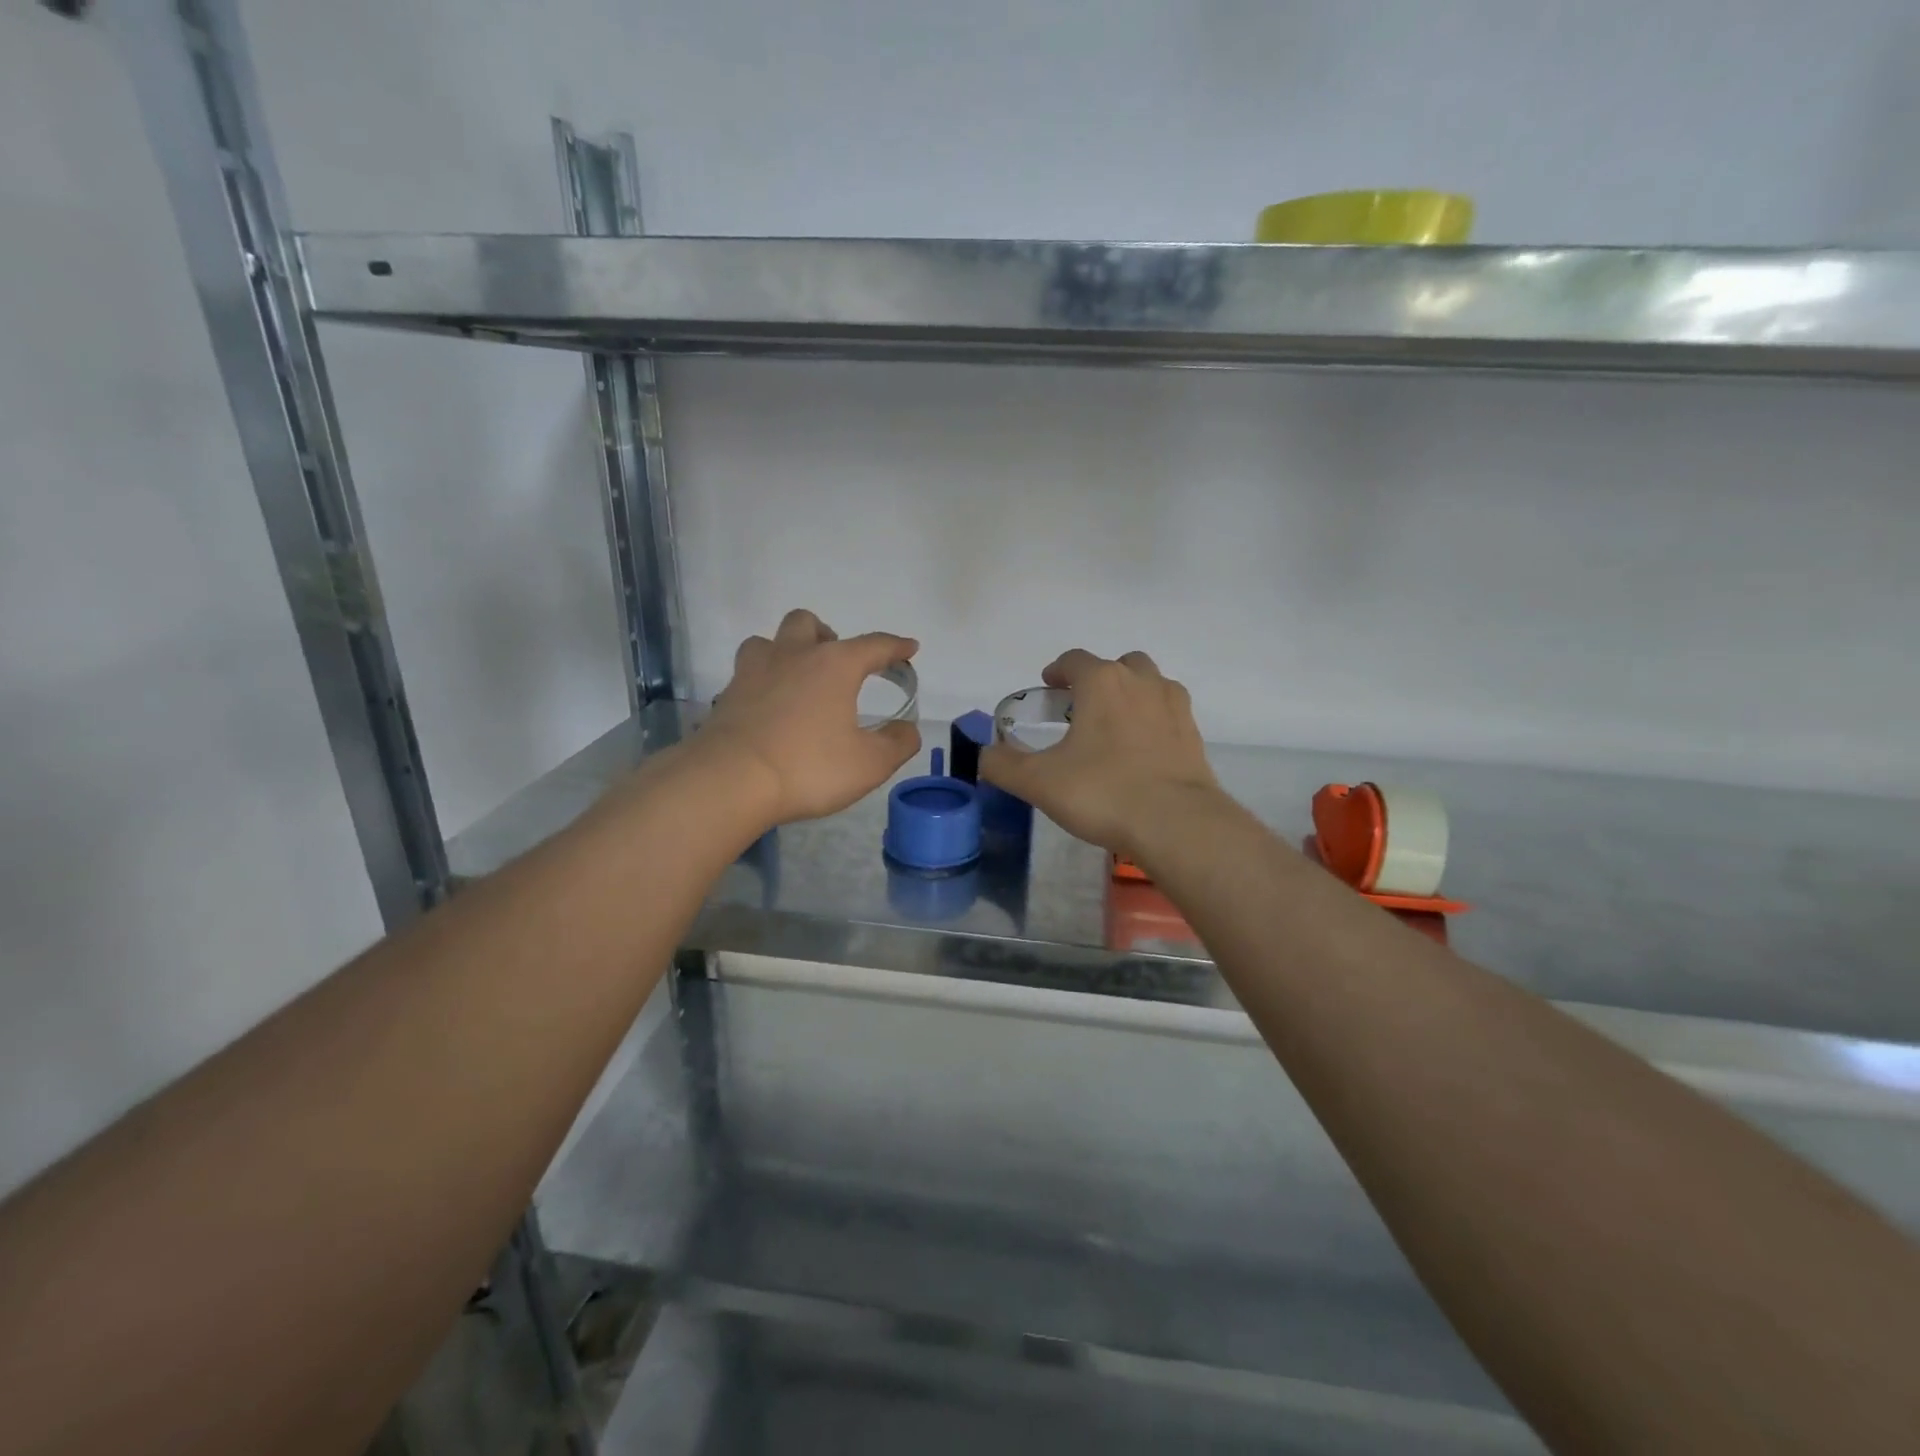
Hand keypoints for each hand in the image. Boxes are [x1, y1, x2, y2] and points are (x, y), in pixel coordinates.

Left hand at [691, 609, 920, 825]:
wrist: (730, 780)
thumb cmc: (808, 767)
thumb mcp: (869, 764)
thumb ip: (897, 743)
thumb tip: (907, 730)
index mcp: (834, 665)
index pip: (874, 645)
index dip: (896, 646)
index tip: (909, 648)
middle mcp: (793, 656)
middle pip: (808, 623)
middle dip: (827, 635)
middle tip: (837, 663)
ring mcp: (754, 672)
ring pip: (768, 641)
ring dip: (787, 650)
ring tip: (797, 677)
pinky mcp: (728, 695)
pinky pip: (748, 673)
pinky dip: (763, 681)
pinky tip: (769, 707)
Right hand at [979, 649, 1218, 857]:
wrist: (1176, 823)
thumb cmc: (1102, 792)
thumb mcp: (1039, 782)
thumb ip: (1002, 765)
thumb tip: (983, 756)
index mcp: (1102, 682)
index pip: (1074, 660)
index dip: (1057, 671)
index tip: (1048, 688)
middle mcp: (1141, 682)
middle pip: (1118, 665)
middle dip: (1097, 680)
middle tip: (1080, 710)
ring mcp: (1173, 706)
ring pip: (1149, 684)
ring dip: (1129, 695)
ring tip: (1112, 729)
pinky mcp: (1193, 734)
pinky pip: (1168, 713)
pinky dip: (1152, 721)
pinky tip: (1140, 752)